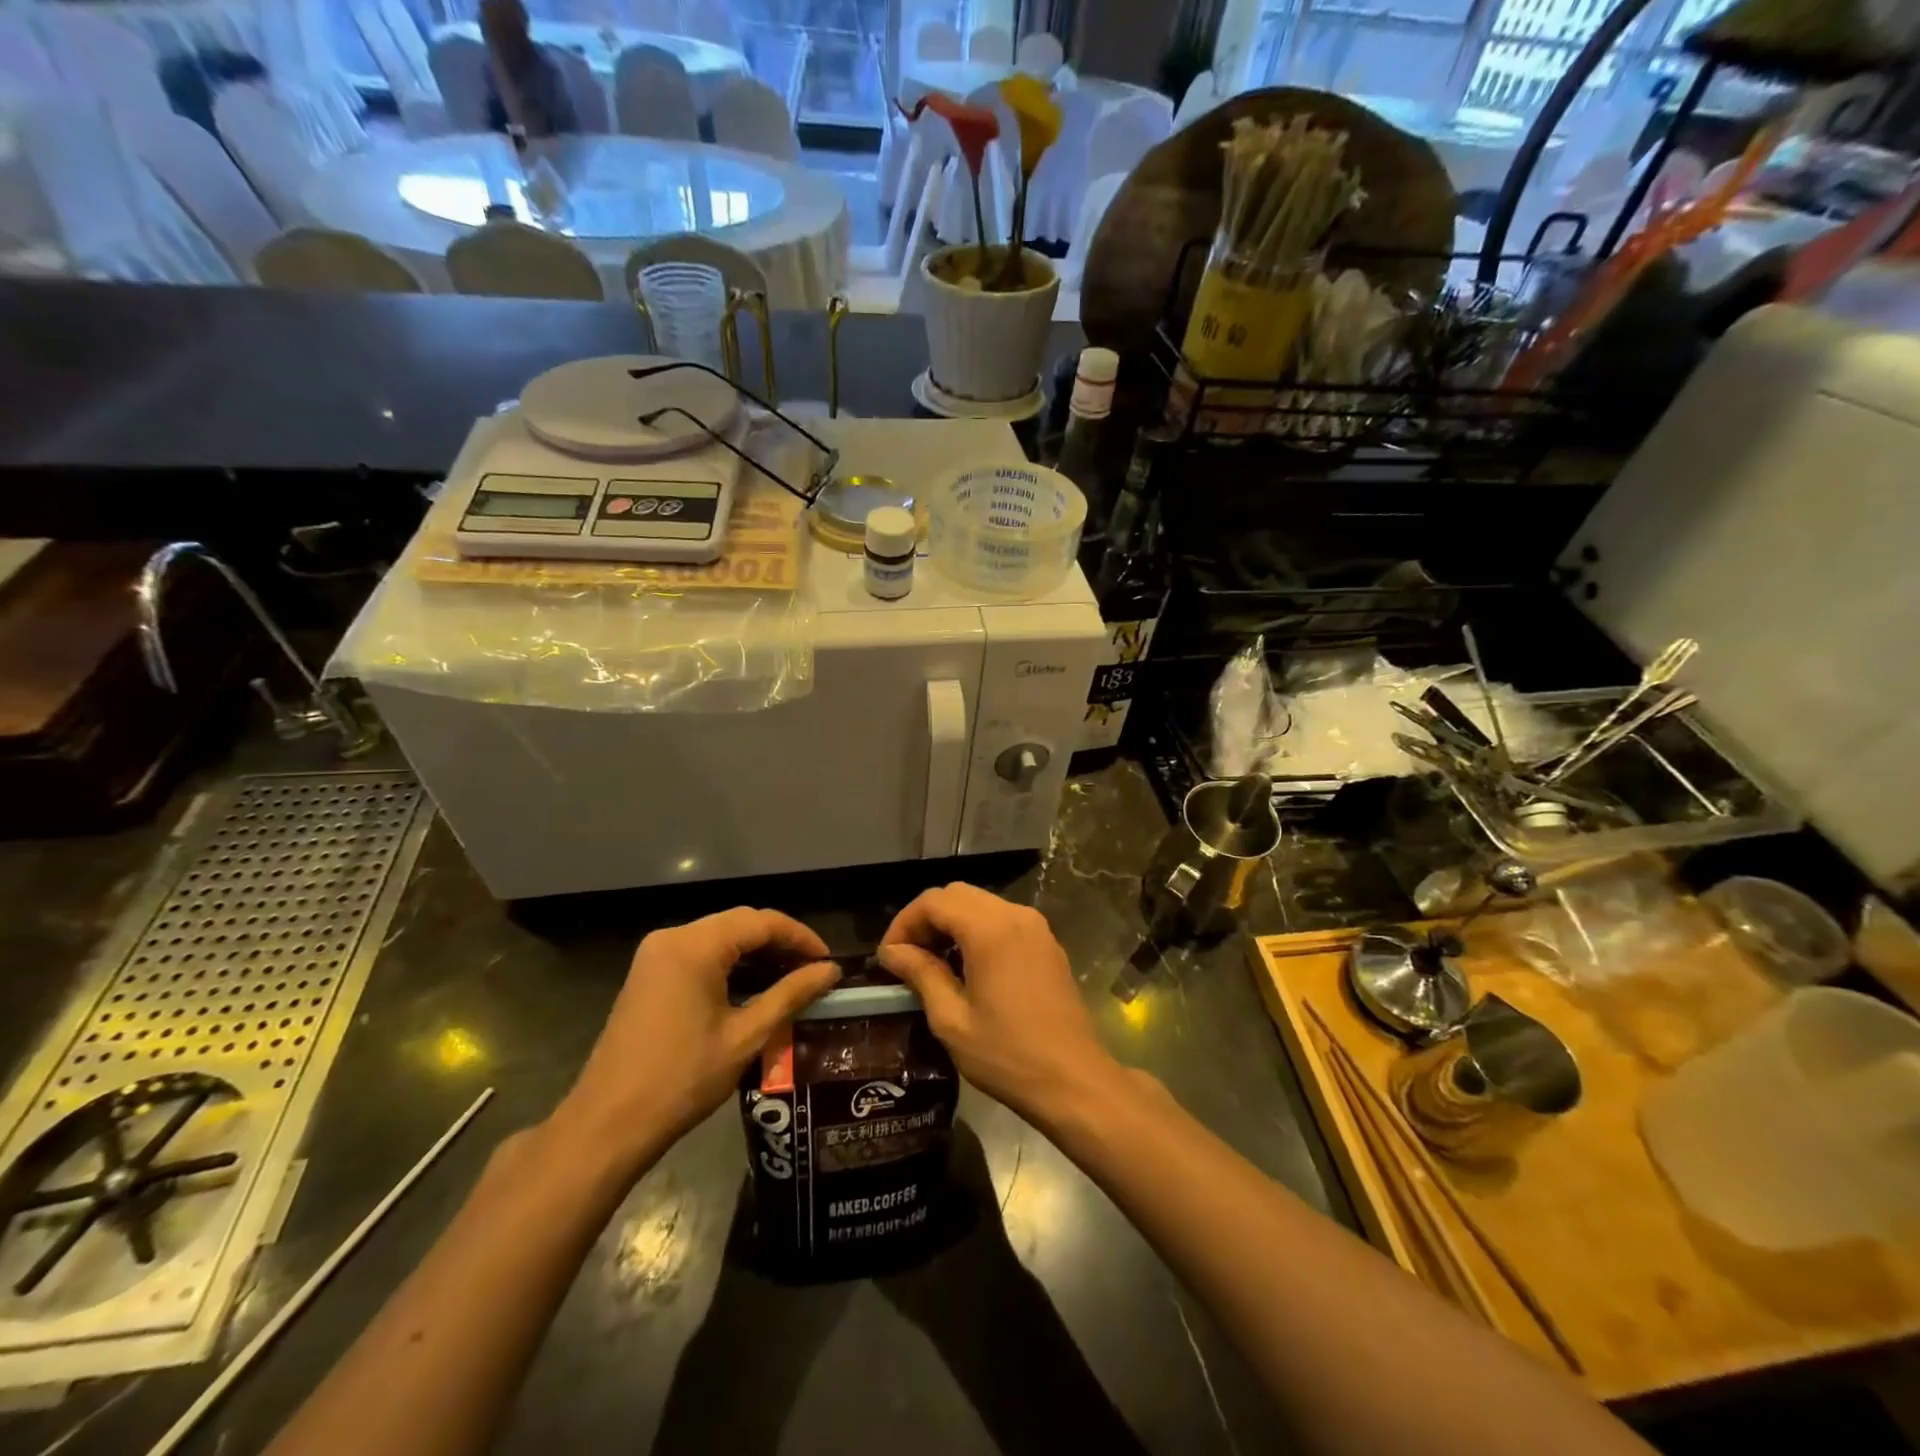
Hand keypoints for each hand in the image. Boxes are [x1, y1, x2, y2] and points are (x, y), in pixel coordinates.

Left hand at [554, 908, 839, 1174]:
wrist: (607, 1125)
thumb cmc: (682, 1079)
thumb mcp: (746, 1036)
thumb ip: (791, 994)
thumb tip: (830, 971)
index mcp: (695, 946)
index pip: (761, 922)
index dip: (801, 937)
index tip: (829, 961)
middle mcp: (673, 937)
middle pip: (740, 923)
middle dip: (780, 942)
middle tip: (814, 970)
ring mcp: (655, 955)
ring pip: (720, 937)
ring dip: (756, 953)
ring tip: (792, 979)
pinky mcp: (648, 975)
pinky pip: (699, 954)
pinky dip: (730, 964)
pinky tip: (753, 987)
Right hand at [876, 883, 1120, 1123]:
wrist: (1073, 1080)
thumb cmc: (1007, 1055)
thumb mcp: (952, 1019)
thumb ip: (921, 974)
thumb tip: (892, 952)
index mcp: (990, 929)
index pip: (934, 901)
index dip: (904, 923)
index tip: (889, 957)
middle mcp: (1015, 915)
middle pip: (958, 895)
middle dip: (927, 920)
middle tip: (908, 958)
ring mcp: (1036, 927)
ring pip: (981, 904)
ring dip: (952, 924)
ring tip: (933, 964)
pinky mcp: (1047, 943)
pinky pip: (1002, 920)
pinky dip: (977, 931)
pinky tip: (968, 968)